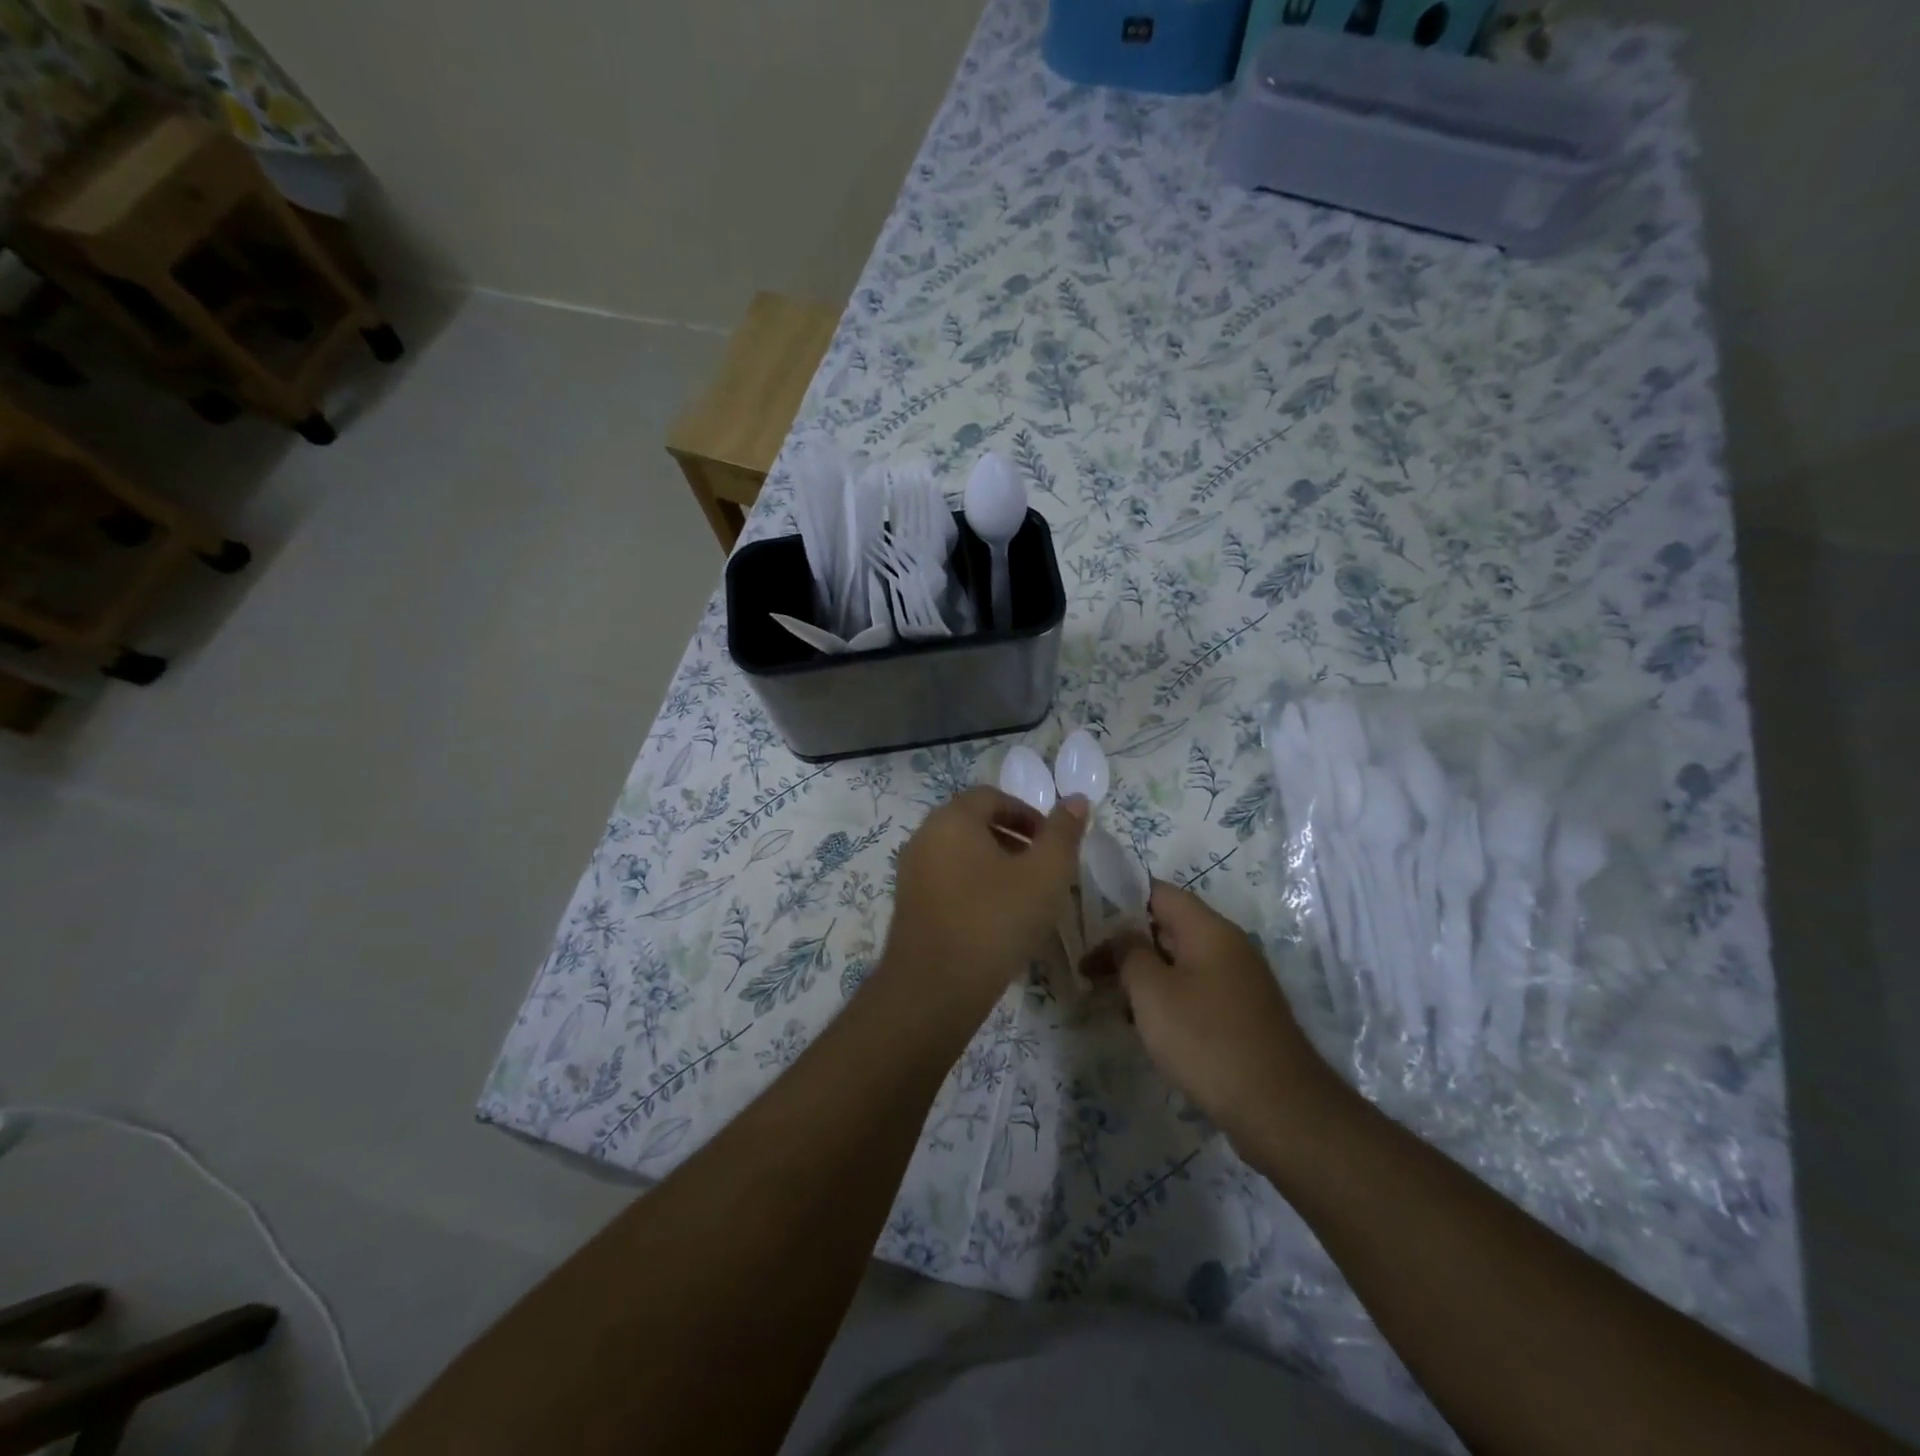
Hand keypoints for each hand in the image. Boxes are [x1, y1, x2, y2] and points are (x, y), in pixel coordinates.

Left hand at [882, 787, 1087, 1016]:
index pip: (992, 797)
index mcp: (953, 819)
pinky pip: (946, 879)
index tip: (1052, 842)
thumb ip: (1063, 833)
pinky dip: (973, 885)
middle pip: (973, 822)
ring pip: (960, 853)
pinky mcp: (908, 903)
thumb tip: (1077, 799)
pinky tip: (995, 918)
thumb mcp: (1045, 874)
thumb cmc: (995, 921)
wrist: (935, 988)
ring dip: (994, 863)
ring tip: (1023, 895)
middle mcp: (925, 836)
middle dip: (1012, 838)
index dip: (1027, 813)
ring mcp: (911, 871)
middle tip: (1042, 867)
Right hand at [1086, 881, 1338, 1150]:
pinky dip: (1167, 1000)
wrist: (1280, 1110)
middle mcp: (1228, 947)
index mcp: (1209, 929)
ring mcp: (1239, 983)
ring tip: (1110, 1000)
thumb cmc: (1207, 1039)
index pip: (1158, 892)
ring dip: (1145, 976)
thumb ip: (1129, 953)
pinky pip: (1195, 992)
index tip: (1087, 923)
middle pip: (1168, 927)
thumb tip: (1122, 936)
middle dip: (1127, 944)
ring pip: (1180, 963)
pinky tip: (1146, 1028)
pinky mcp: (1242, 1016)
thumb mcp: (1152, 991)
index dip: (1120, 901)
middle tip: (1090, 968)